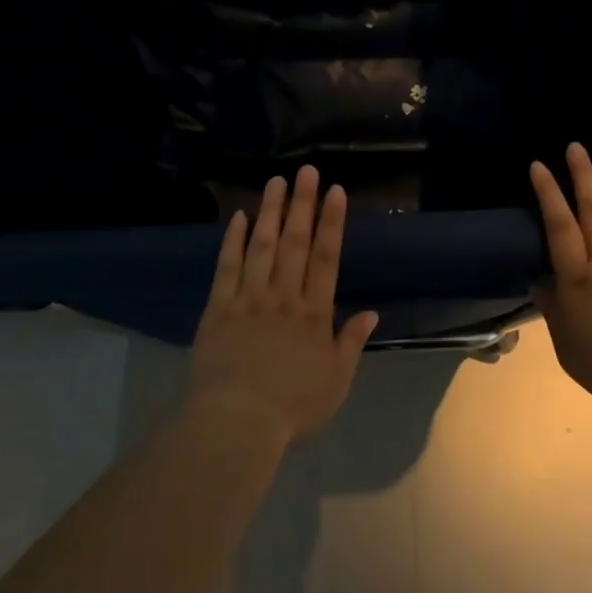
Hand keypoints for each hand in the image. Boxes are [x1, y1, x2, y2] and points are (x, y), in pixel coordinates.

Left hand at [189, 166, 378, 446]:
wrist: (237, 422)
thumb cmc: (293, 407)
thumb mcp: (336, 382)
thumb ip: (351, 343)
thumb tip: (372, 312)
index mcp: (313, 313)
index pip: (327, 258)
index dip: (332, 222)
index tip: (335, 191)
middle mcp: (283, 296)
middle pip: (295, 242)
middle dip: (302, 204)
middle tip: (306, 171)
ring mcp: (249, 298)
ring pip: (261, 246)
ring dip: (270, 211)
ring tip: (275, 181)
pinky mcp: (219, 307)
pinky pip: (227, 267)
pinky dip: (232, 240)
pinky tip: (237, 216)